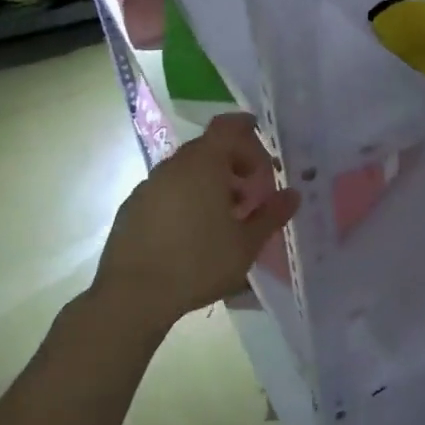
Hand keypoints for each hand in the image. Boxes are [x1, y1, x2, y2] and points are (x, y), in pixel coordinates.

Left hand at [92, 114, 299, 325]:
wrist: (132, 296)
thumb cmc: (198, 264)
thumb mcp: (246, 244)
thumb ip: (272, 215)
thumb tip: (293, 194)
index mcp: (203, 165)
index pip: (227, 127)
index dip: (247, 130)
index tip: (264, 151)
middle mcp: (173, 167)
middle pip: (207, 148)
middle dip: (233, 162)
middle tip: (251, 190)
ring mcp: (148, 186)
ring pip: (186, 170)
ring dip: (209, 182)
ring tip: (226, 215)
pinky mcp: (132, 208)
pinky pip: (166, 190)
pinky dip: (185, 197)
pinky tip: (193, 231)